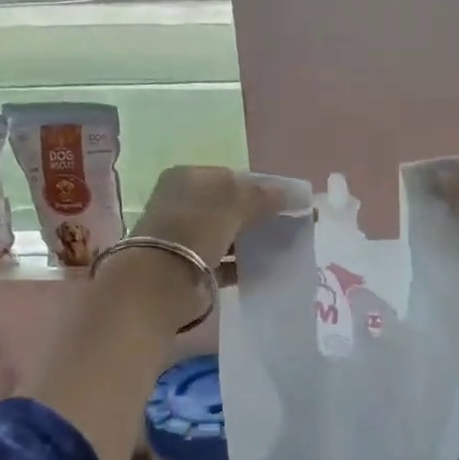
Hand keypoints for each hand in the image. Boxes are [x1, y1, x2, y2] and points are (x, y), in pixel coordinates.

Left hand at [133, 166, 290, 269]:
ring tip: (285, 247)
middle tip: (292, 225)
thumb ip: (264, 196)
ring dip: (253, 241)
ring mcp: (186, 238)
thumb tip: (296, 194)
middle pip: (231, 207)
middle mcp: (183, 205)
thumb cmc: (195, 228)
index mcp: (187, 179)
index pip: (232, 178)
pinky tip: (267, 268)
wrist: (162, 280)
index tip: (290, 202)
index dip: (262, 188)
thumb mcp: (233, 202)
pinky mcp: (192, 268)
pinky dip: (244, 265)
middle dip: (261, 215)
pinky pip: (225, 263)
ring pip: (229, 235)